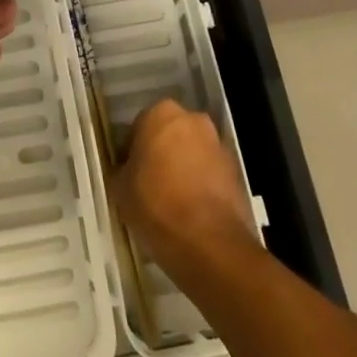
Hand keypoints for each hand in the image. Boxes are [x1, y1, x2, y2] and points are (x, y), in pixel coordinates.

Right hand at [116, 99, 257, 272]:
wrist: (209, 243)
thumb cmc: (156, 204)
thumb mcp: (120, 189)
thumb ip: (120, 170)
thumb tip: (125, 170)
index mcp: (160, 113)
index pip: (138, 127)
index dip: (131, 152)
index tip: (128, 174)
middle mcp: (193, 120)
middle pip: (169, 135)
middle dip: (161, 154)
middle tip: (148, 184)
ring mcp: (218, 145)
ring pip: (192, 153)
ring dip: (183, 168)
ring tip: (171, 201)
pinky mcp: (236, 172)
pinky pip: (210, 173)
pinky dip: (201, 185)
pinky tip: (190, 211)